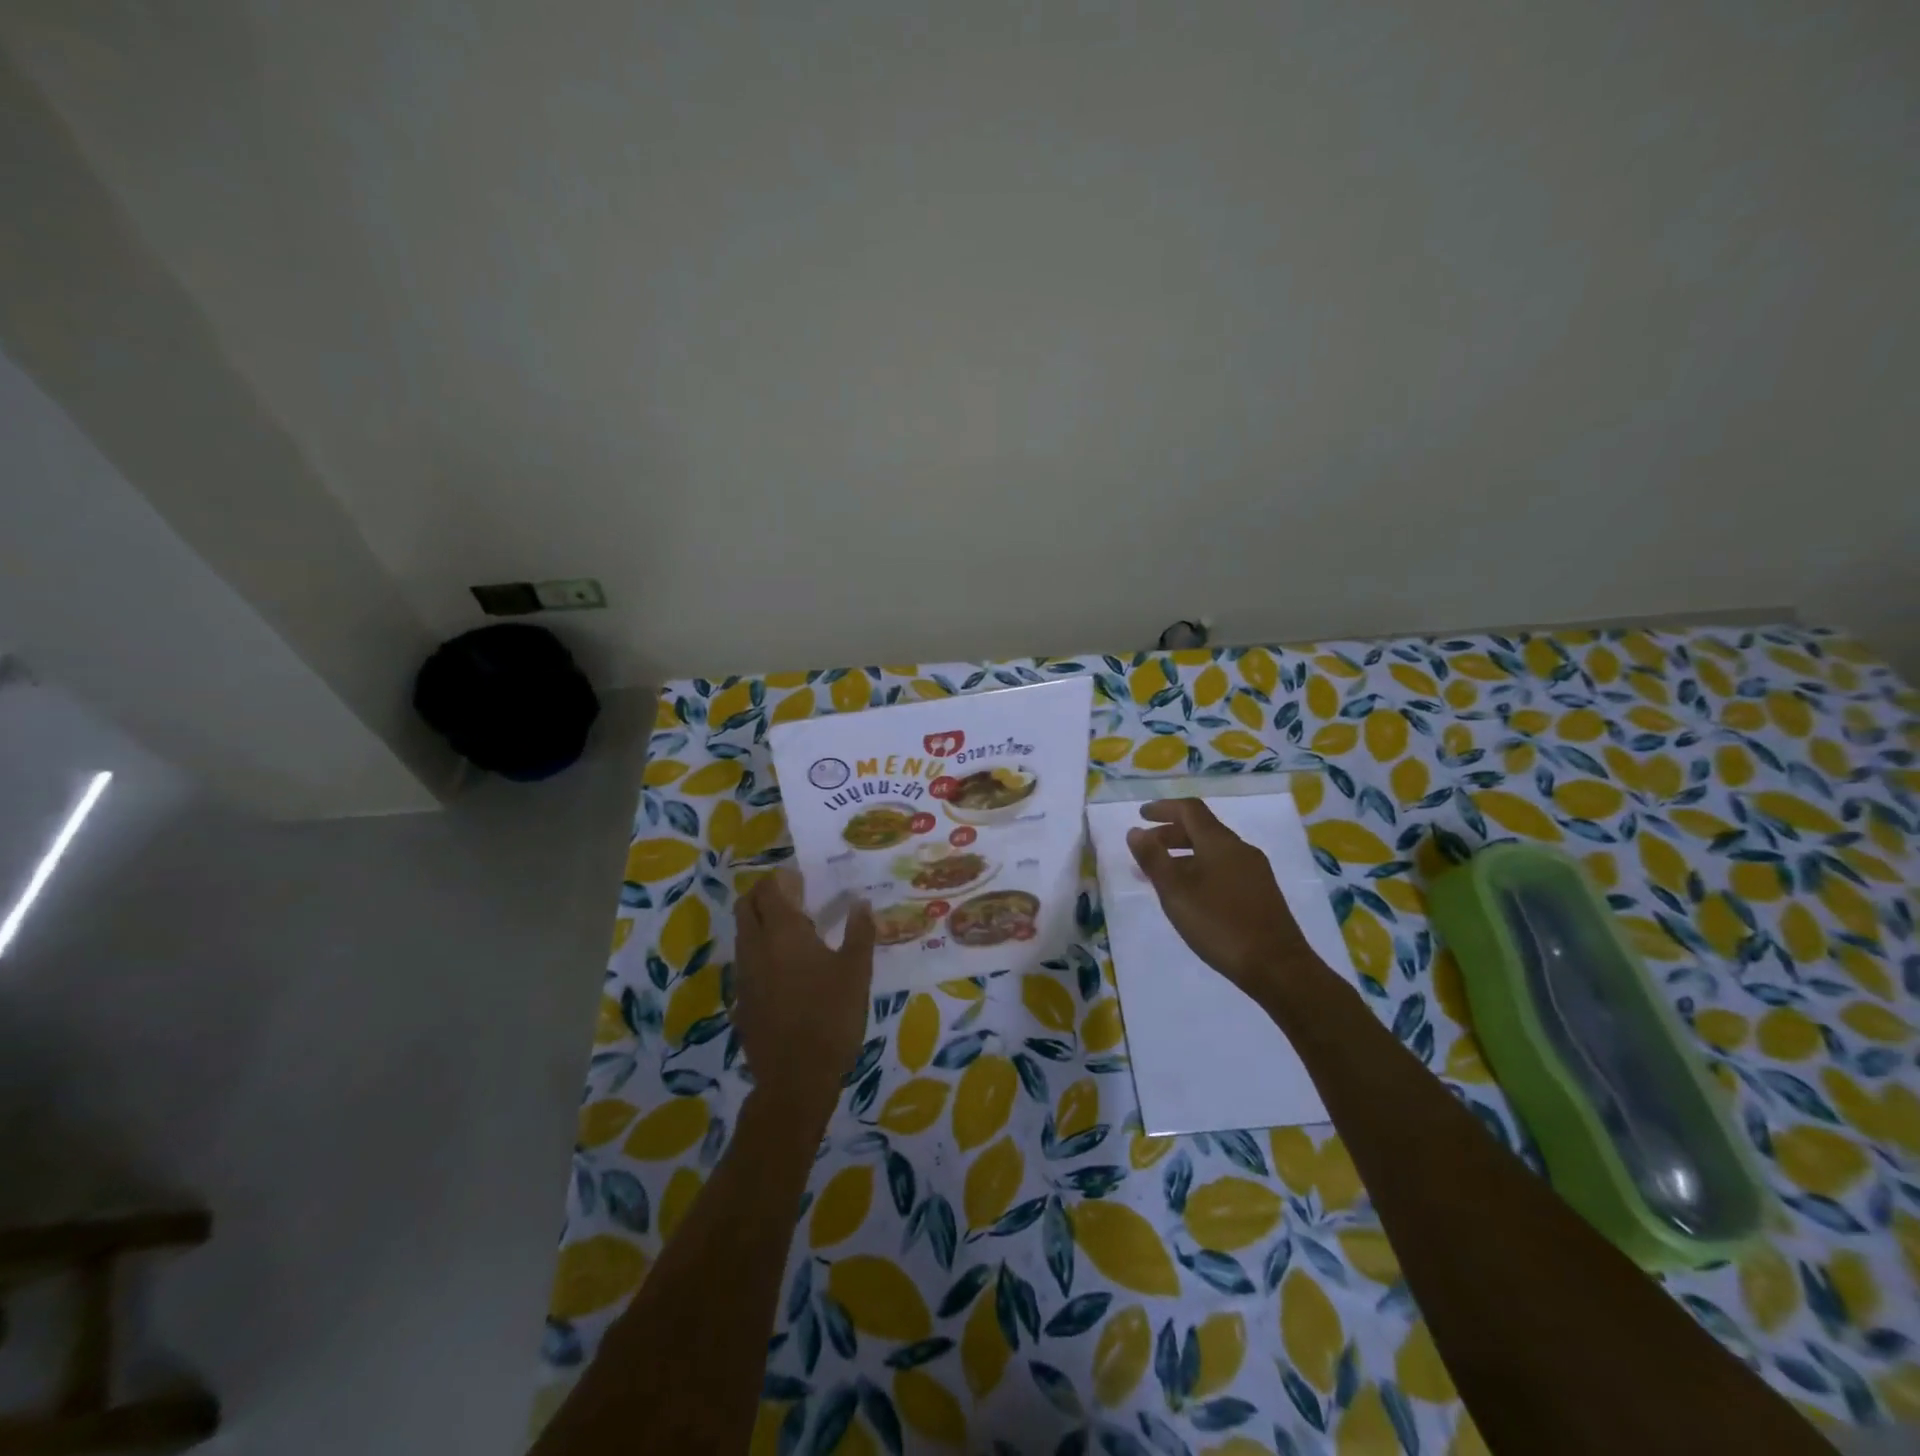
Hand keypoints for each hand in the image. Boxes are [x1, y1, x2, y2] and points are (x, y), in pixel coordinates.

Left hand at [733, 870, 875, 1112]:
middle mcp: (755, 947)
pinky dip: (760, 953)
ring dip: (760, 923)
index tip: (802, 879)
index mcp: (782, 932)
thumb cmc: (831, 1016)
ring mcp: (743, 976)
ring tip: (794, 933)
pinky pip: (745, 963)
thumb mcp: (857, 972)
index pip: (769, 889)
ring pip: (742, 935)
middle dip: (764, 894)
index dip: (781, 878)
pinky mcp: (740, 1001)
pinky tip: (786, 970)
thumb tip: (861, 903)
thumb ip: (859, 932)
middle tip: (794, 898)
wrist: (795, 1079)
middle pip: (746, 906)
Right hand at [1126, 798, 1318, 996]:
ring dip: (1184, 855)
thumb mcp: (1176, 892)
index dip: (1163, 808)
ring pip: (1212, 851)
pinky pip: (1223, 868)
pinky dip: (1200, 869)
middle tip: (1146, 848)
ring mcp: (1254, 871)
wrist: (1277, 966)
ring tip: (1161, 875)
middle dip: (1170, 833)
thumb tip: (1135, 831)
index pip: (1190, 810)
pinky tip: (1191, 895)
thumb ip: (1153, 859)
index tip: (1141, 815)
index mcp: (1220, 842)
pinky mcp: (1261, 892)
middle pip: (1202, 829)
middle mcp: (1240, 849)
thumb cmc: (1220, 924)